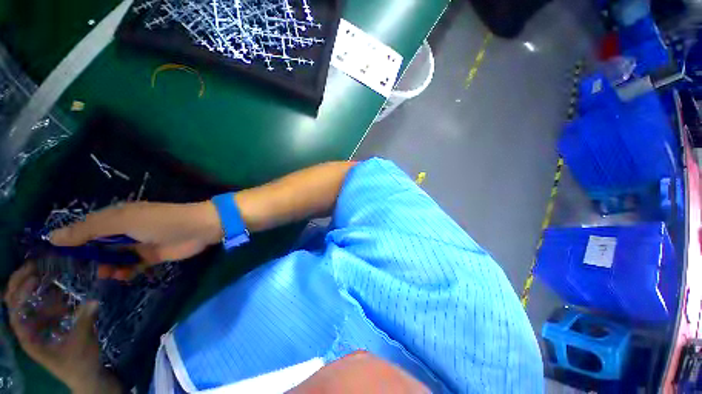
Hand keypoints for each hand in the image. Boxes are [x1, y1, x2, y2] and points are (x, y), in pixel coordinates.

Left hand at [4, 263, 120, 393]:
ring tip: (46, 272)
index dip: (21, 292)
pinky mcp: (48, 325)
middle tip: (35, 265)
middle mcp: (28, 330)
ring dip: (33, 287)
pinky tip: (60, 291)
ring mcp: (37, 327)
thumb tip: (93, 300)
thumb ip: (85, 321)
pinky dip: (47, 296)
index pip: (15, 311)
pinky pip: (42, 306)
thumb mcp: (82, 343)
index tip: (34, 276)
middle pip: (14, 303)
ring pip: (26, 302)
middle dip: (20, 282)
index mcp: (29, 338)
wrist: (86, 375)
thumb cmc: (80, 363)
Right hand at [49, 201, 221, 280]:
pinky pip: (132, 267)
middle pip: (99, 246)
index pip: (86, 229)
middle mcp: (125, 230)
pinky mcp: (152, 256)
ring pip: (114, 259)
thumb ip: (88, 230)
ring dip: (108, 267)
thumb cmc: (160, 222)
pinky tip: (123, 276)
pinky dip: (125, 273)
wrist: (198, 229)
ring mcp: (139, 244)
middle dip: (90, 259)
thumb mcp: (121, 222)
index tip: (60, 258)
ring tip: (108, 273)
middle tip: (86, 270)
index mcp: (116, 218)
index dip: (73, 242)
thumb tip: (52, 237)